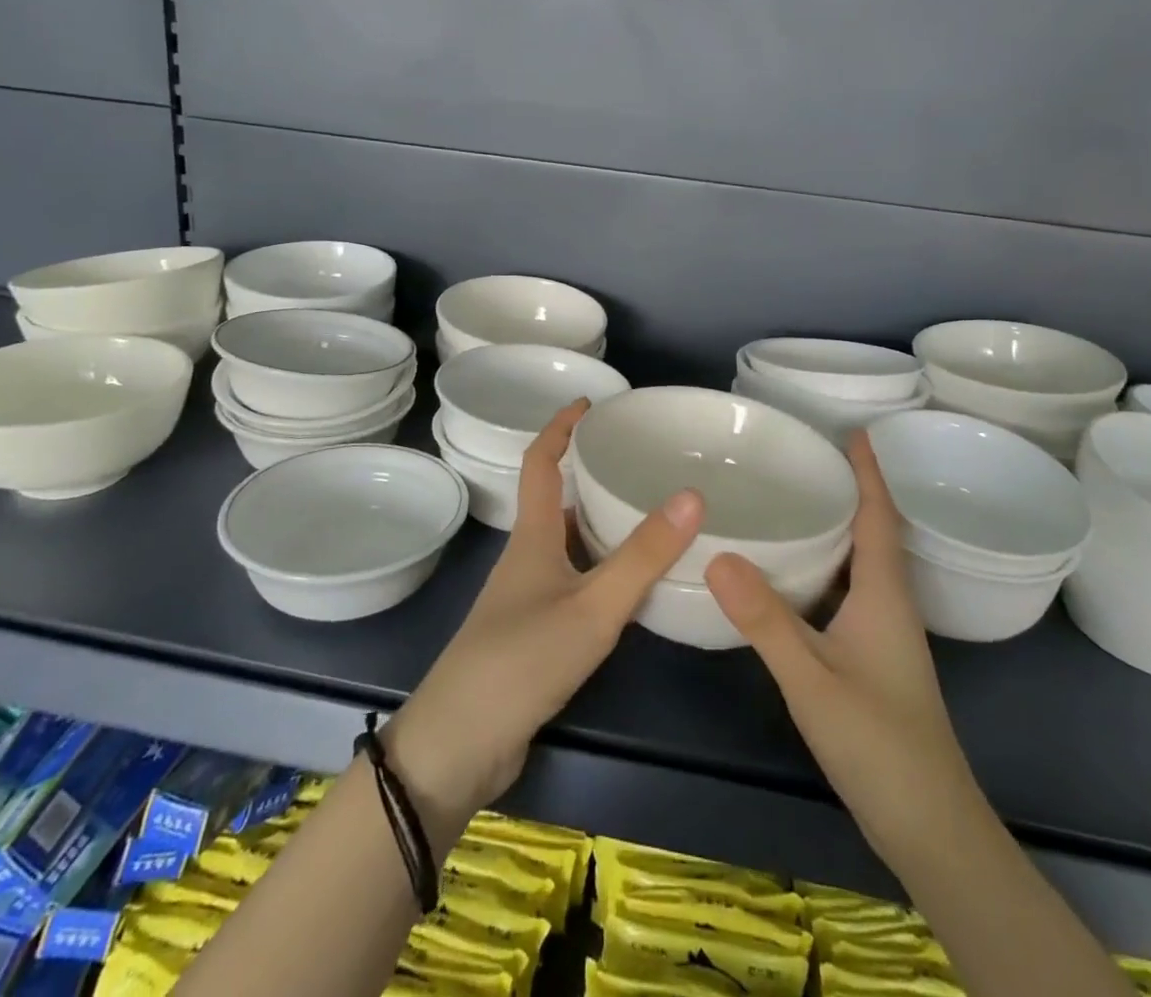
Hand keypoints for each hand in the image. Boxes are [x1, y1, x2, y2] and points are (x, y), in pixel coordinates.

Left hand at [386, 399, 703, 841]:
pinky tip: (630, 585)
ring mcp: (526, 599)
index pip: (540, 462)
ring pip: (566, 543)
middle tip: (636, 460)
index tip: (589, 402)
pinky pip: (572, 582)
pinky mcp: (532, 634)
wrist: (458, 747)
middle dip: (588, 473)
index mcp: (532, 538)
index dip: (560, 427)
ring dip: (597, 522)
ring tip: (646, 512)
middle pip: (555, 500)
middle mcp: (526, 559)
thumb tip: (692, 494)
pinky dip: (599, 568)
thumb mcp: (592, 607)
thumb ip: (642, 556)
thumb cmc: (521, 662)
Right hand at [706, 428, 974, 885]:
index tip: (855, 430)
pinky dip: (828, 565)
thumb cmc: (878, 744)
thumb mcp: (811, 677)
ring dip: (839, 526)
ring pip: (862, 562)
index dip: (869, 471)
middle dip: (849, 489)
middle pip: (874, 530)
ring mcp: (884, 634)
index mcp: (885, 593)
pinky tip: (795, 573)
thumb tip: (717, 554)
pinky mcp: (873, 657)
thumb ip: (765, 619)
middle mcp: (890, 604)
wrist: (930, 828)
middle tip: (807, 456)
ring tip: (797, 499)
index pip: (879, 515)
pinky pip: (850, 590)